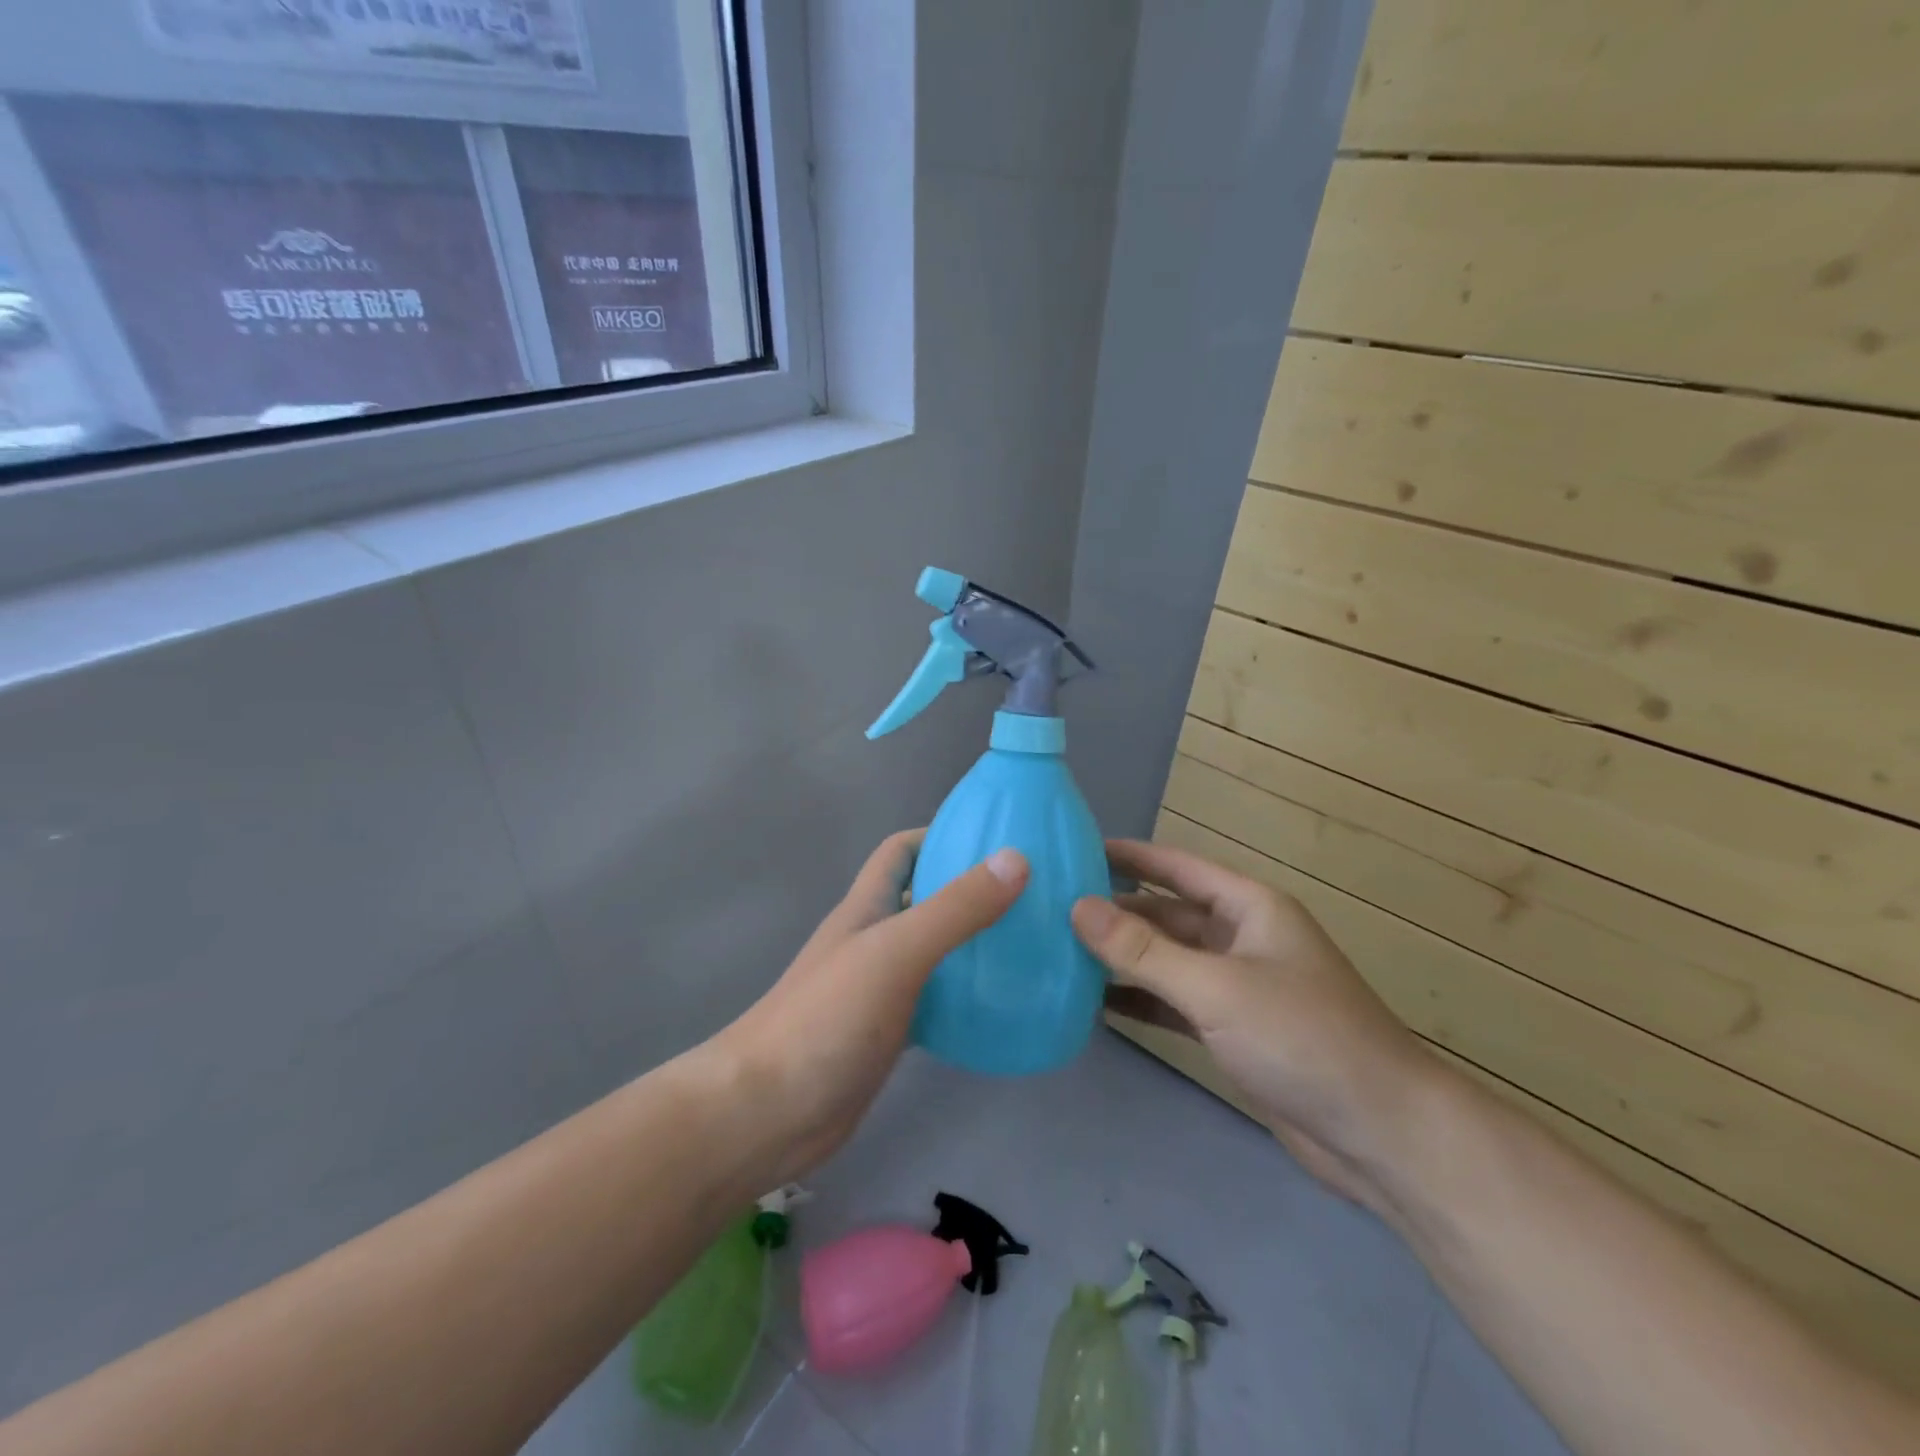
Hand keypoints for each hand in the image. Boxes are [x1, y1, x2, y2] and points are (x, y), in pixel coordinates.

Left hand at [712, 830, 1026, 1184]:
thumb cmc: (826, 1019)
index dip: (941, 836)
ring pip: (933, 952)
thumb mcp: (896, 952)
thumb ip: (955, 908)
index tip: (995, 841)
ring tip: (1028, 948)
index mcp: (867, 906)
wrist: (767, 1113)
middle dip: (969, 891)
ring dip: (972, 946)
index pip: (901, 850)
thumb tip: (1017, 859)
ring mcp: (878, 988)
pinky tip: (1000, 1008)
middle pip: (923, 899)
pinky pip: (935, 1002)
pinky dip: (964, 998)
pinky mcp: (887, 1032)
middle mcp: (872, 939)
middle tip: (1029, 897)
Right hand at [1073, 839, 1433, 1211]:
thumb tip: (1078, 906)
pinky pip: (1175, 1002)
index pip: (1177, 867)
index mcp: (1250, 908)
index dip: (1129, 856)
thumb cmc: (1302, 1038)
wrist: (1381, 1135)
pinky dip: (1141, 1001)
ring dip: (1123, 958)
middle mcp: (1242, 938)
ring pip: (1168, 960)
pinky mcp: (1233, 1031)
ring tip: (1062, 952)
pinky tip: (1096, 1003)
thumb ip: (1143, 950)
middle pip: (1167, 915)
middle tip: (1052, 909)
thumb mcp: (1216, 987)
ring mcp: (1238, 987)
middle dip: (1116, 912)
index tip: (1075, 849)